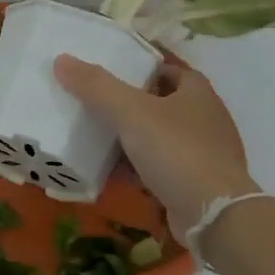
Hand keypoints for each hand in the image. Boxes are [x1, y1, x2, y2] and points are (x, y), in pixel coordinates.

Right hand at [55, 55, 256, 242]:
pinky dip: (136, 166)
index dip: (138, 68)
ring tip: (95, 136)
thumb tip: (62, 60)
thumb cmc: (177, 151)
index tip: (107, 73)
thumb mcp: (131, 112)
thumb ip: (96, 86)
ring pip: (158, 136)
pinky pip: (159, 166)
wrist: (212, 214)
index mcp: (197, 92)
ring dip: (131, 137)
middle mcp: (204, 118)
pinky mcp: (194, 182)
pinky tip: (110, 171)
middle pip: (159, 102)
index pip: (166, 69)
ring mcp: (202, 152)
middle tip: (92, 103)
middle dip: (129, 104)